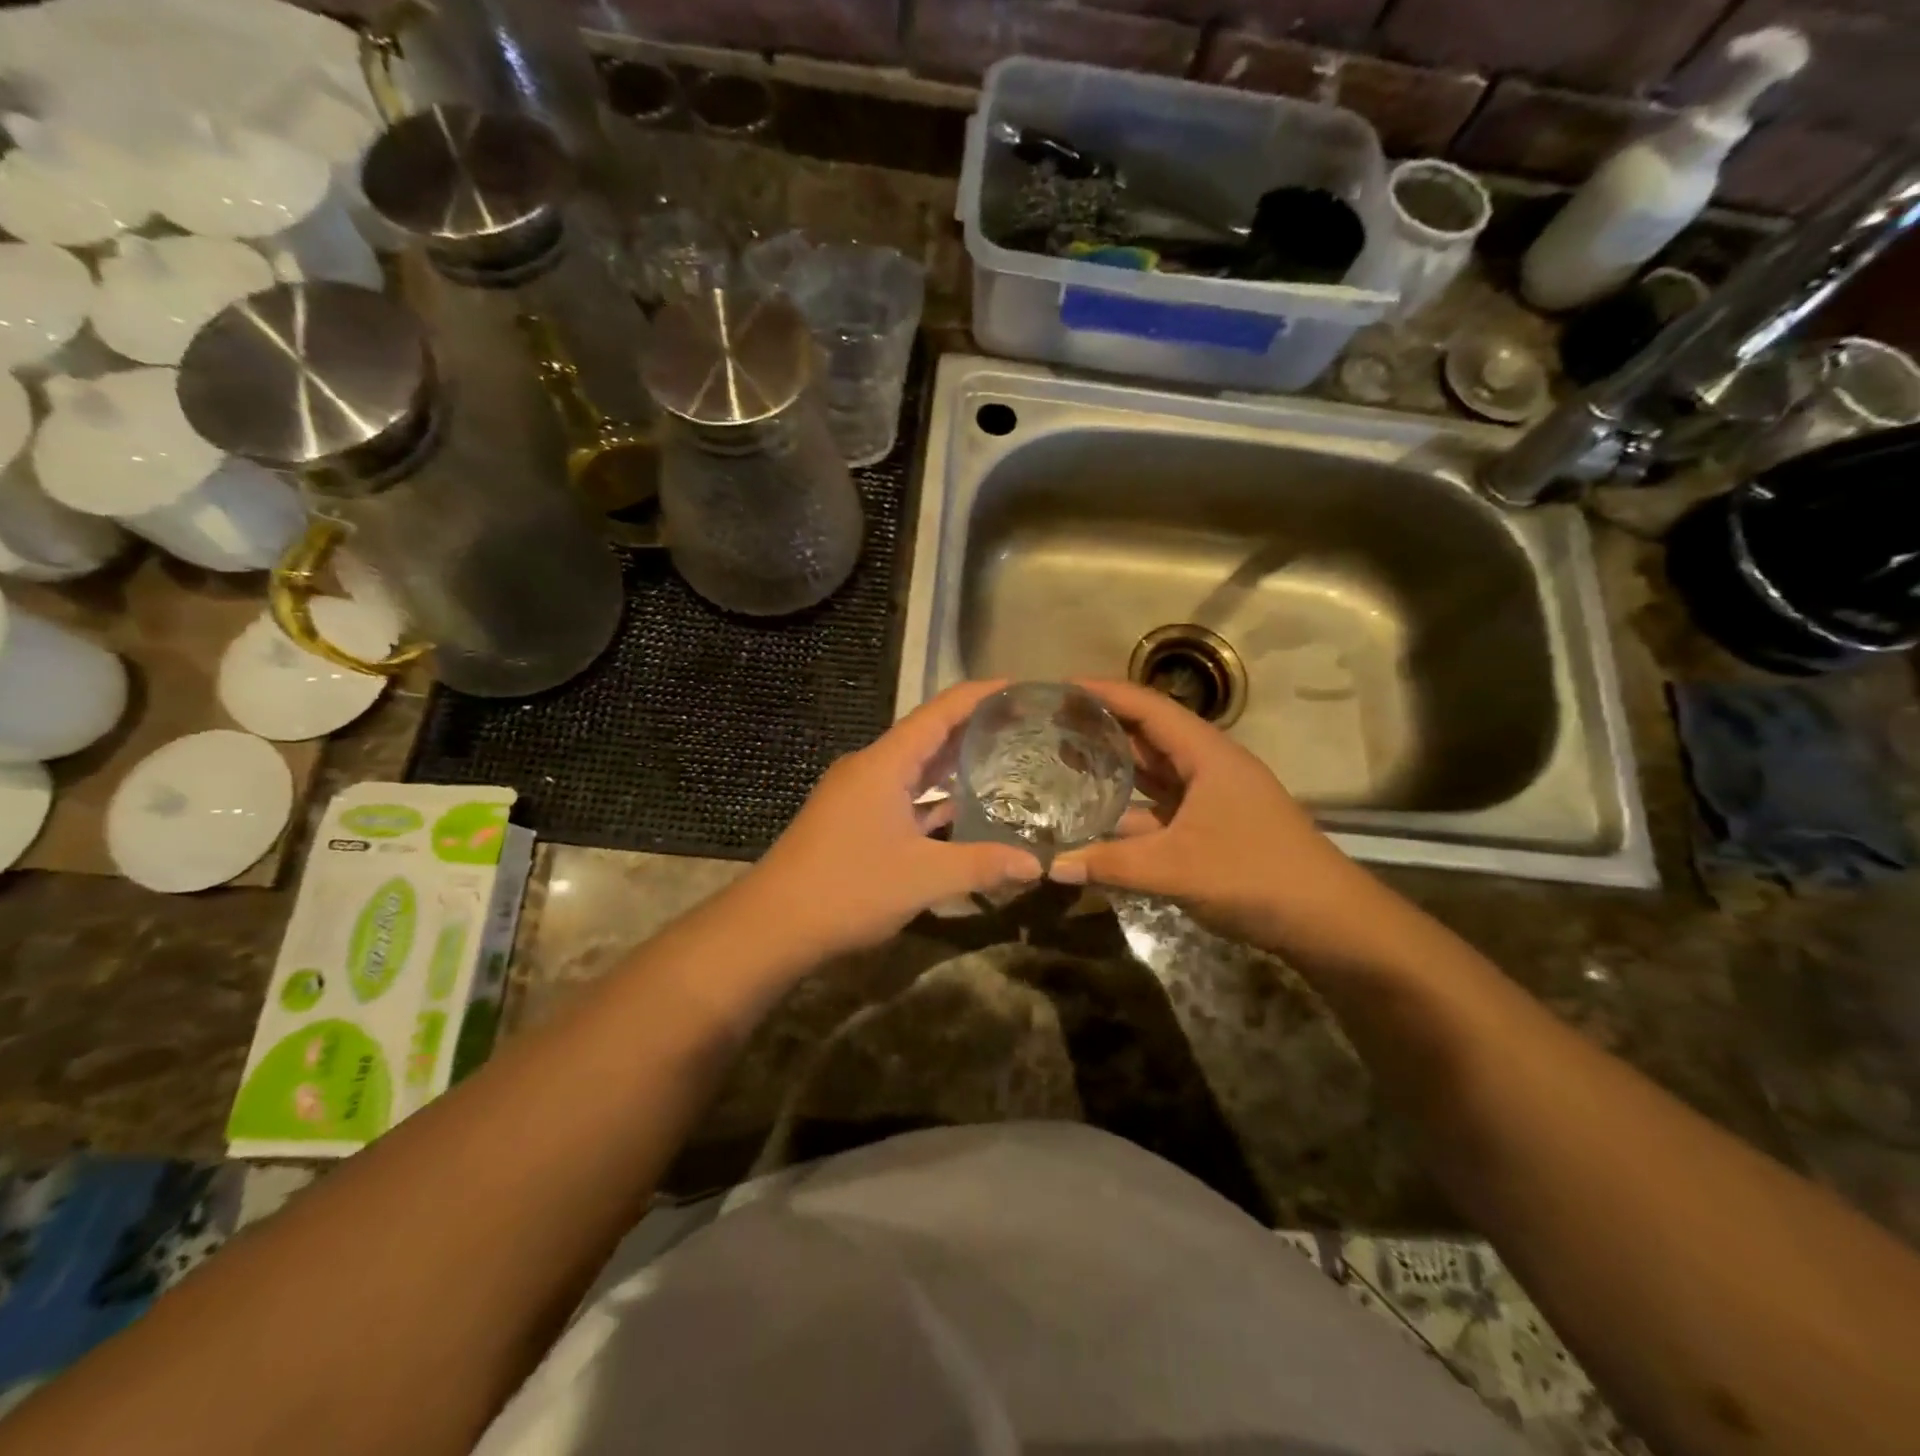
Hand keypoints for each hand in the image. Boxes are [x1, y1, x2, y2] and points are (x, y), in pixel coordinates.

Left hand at [745, 681, 1042, 959]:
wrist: (772, 926)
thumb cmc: (848, 889)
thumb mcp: (923, 878)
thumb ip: (982, 865)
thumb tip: (1037, 864)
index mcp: (884, 764)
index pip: (938, 713)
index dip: (979, 695)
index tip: (1018, 687)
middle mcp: (869, 769)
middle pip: (927, 735)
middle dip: (973, 728)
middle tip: (1023, 727)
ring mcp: (858, 795)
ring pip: (914, 768)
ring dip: (952, 763)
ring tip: (1003, 759)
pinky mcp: (853, 820)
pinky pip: (902, 795)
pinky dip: (933, 796)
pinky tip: (962, 808)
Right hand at [1049, 680, 1397, 962]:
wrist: (1328, 920)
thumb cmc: (1254, 875)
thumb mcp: (1176, 869)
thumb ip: (1110, 863)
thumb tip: (1050, 865)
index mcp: (1206, 753)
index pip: (1147, 707)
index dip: (1103, 693)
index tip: (1059, 688)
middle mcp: (1208, 765)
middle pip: (1148, 734)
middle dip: (1102, 726)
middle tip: (1051, 725)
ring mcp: (1212, 797)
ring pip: (1155, 771)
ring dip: (1115, 764)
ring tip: (1064, 759)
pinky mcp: (1212, 826)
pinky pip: (1161, 804)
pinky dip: (1130, 804)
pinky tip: (1099, 814)